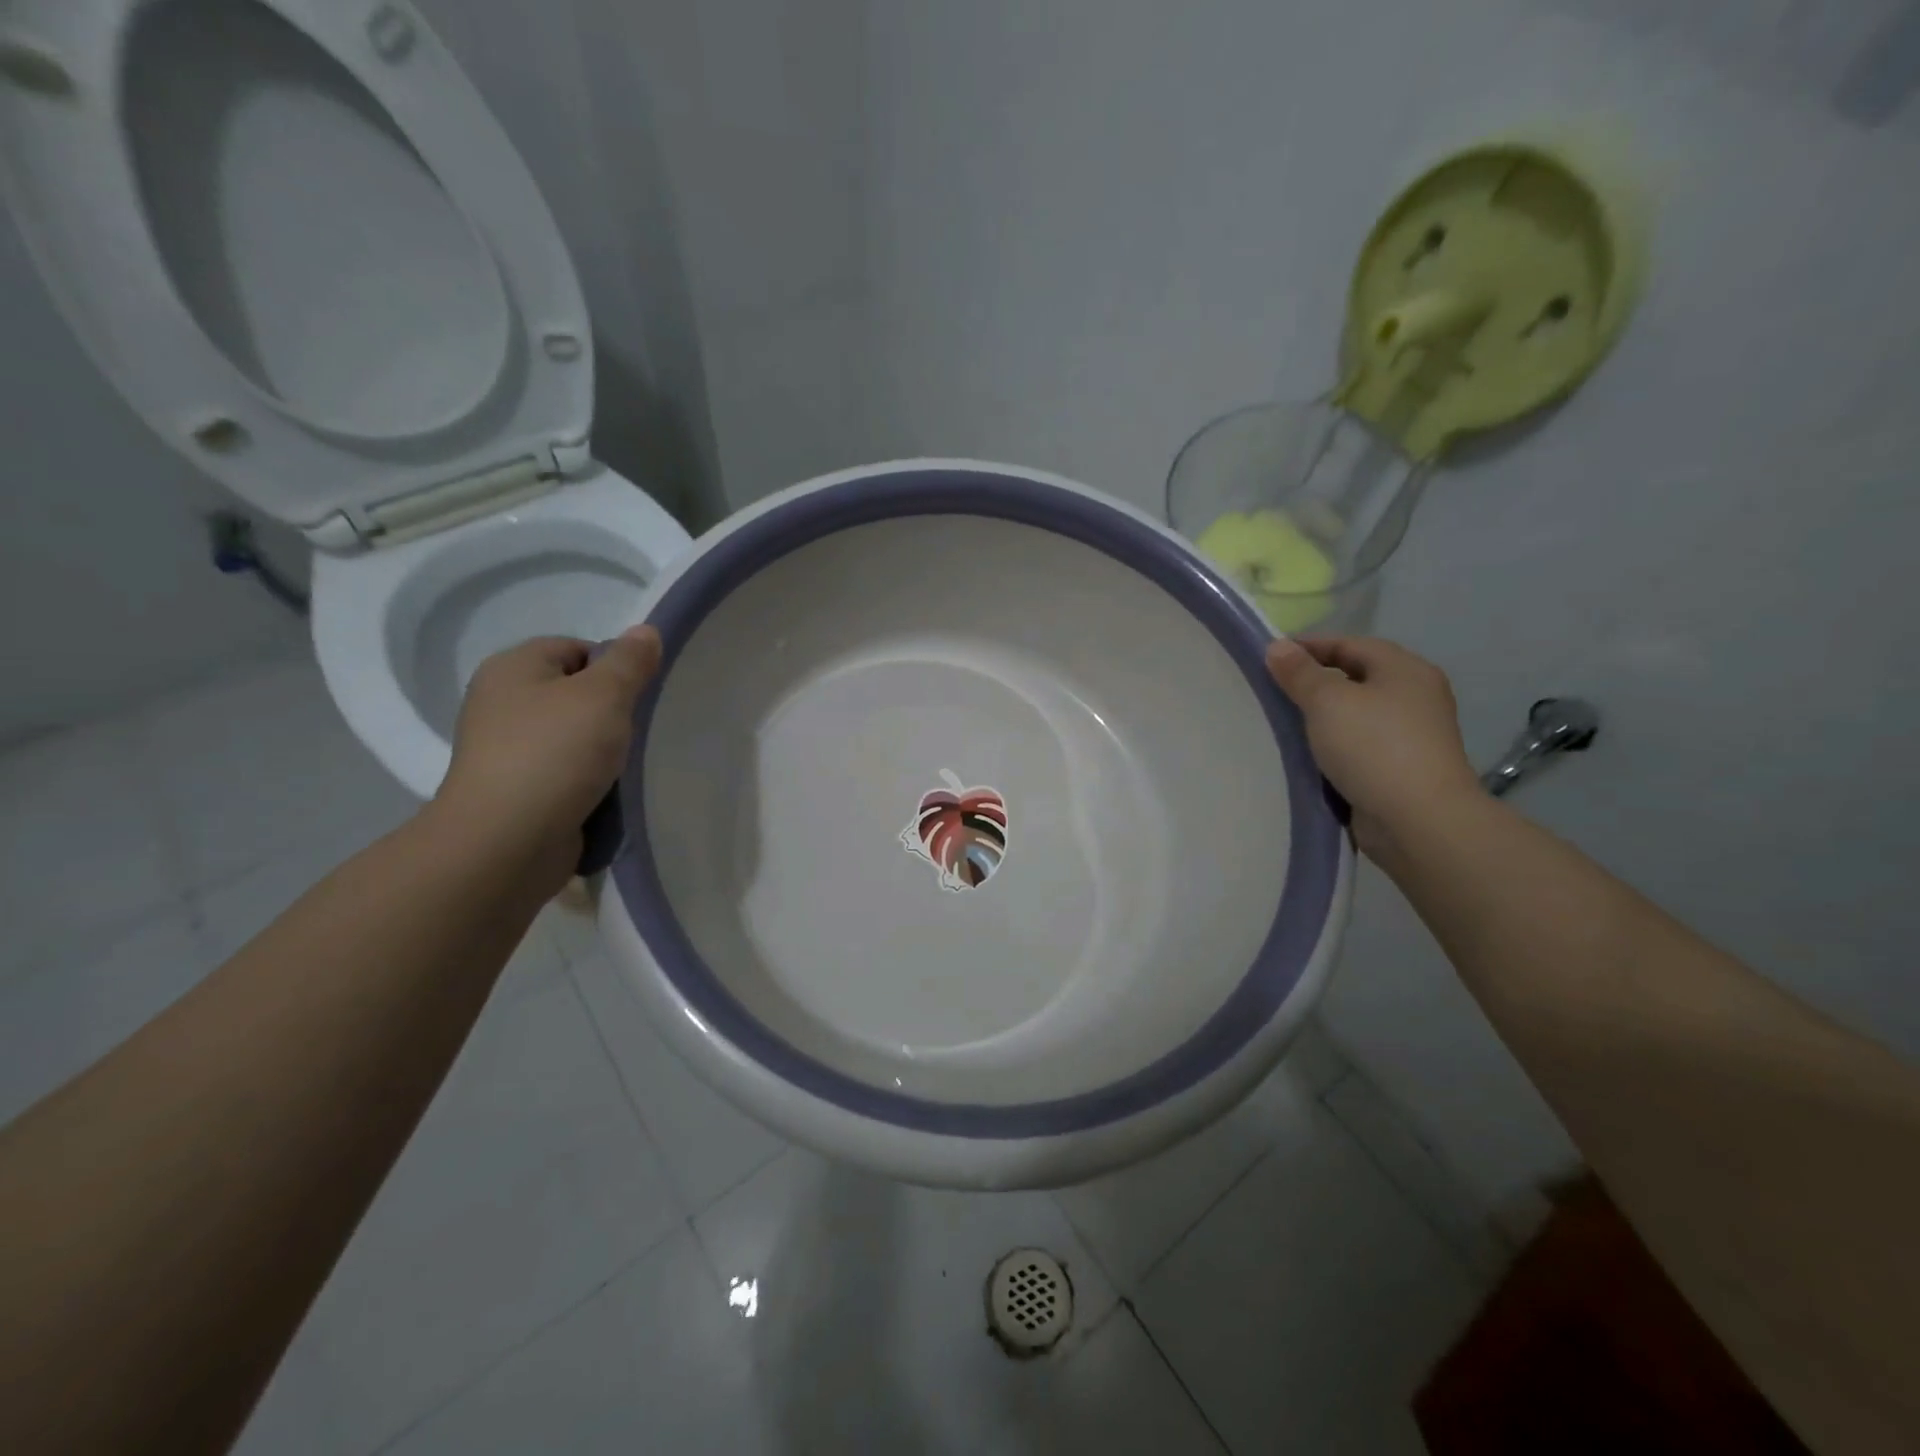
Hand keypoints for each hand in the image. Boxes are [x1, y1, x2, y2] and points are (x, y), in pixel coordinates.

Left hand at [433, 626, 662, 890]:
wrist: (507, 842)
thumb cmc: (555, 754)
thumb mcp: (604, 696)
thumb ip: (629, 661)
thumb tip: (645, 631)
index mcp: (512, 668)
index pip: (575, 648)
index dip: (613, 667)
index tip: (639, 696)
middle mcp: (500, 703)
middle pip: (574, 693)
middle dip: (611, 711)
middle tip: (638, 731)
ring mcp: (505, 751)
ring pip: (571, 737)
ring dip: (602, 750)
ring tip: (627, 766)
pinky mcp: (516, 792)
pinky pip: (564, 774)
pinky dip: (587, 781)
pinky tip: (607, 793)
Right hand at [1265, 635, 1481, 858]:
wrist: (1419, 820)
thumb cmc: (1373, 747)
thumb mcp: (1327, 702)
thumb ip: (1299, 673)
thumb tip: (1277, 646)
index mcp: (1404, 669)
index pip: (1350, 644)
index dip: (1309, 647)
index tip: (1270, 660)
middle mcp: (1415, 695)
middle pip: (1356, 677)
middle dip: (1314, 682)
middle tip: (1273, 692)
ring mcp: (1412, 734)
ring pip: (1357, 713)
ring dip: (1323, 717)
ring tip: (1284, 724)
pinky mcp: (1403, 767)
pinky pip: (1360, 745)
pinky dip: (1334, 745)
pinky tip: (1308, 755)